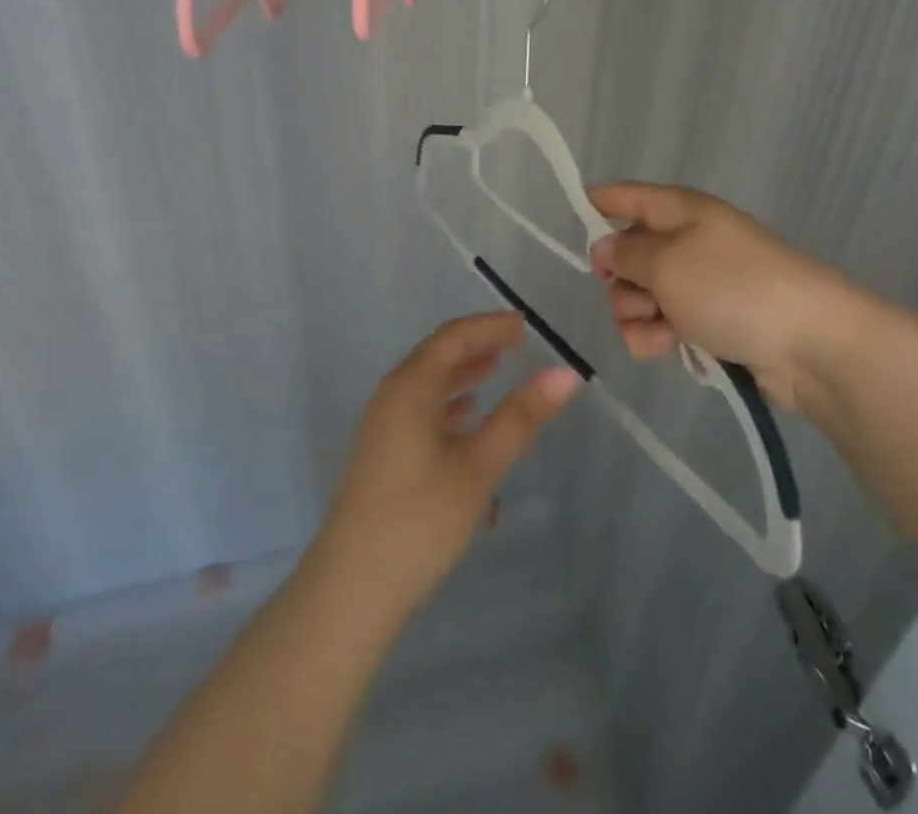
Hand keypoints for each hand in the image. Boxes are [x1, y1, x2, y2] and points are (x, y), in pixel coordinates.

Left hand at [311, 313, 581, 618]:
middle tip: (519, 343)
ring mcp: (383, 426)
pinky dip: (449, 400)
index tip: (526, 325)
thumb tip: (567, 373)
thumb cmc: (419, 521)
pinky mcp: (383, 453)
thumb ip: (521, 417)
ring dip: (464, 371)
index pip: (454, 336)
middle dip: (478, 344)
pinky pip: (420, 408)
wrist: (350, 592)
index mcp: (410, 387)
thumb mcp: (479, 467)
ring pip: (428, 382)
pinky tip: (468, 415)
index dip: (490, 326)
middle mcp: (392, 396)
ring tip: (499, 368)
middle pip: (438, 354)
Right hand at [588, 182, 857, 410]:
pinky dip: (658, 337)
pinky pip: (663, 325)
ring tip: (662, 329)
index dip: (596, 203)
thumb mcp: (667, 262)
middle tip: (640, 296)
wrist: (809, 343)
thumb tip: (604, 248)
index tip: (567, 220)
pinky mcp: (709, 322)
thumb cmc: (732, 287)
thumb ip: (626, 254)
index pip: (627, 196)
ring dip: (638, 315)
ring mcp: (700, 283)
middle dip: (620, 280)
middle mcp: (688, 241)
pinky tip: (670, 348)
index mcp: (680, 210)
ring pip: (640, 295)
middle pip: (628, 253)